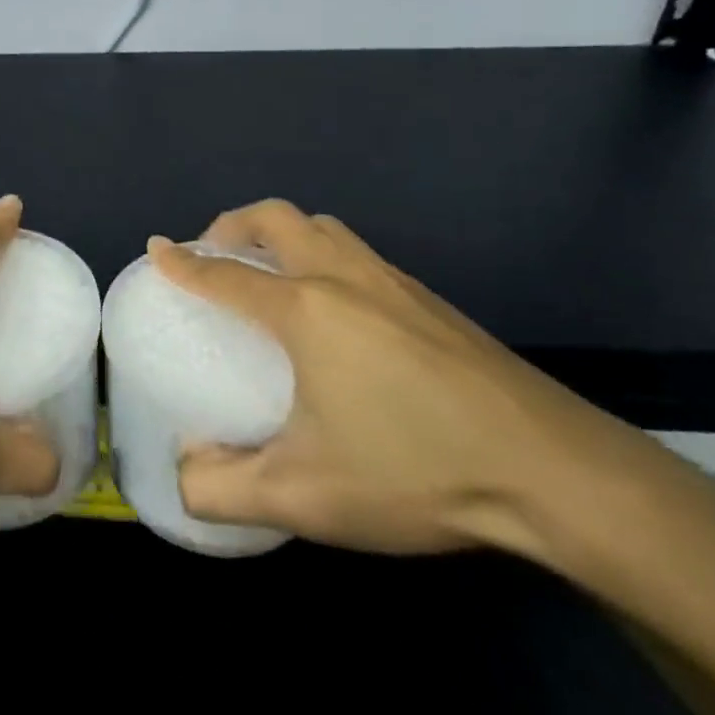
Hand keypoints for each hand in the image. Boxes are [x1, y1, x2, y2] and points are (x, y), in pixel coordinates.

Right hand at [155, 201, 634, 556]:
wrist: (557, 475)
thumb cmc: (417, 470)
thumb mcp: (305, 496)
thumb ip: (224, 489)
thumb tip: (183, 476)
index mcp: (305, 310)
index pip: (225, 274)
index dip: (183, 262)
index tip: (158, 248)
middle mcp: (344, 278)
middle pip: (276, 218)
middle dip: (232, 224)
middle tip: (215, 257)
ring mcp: (395, 283)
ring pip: (323, 227)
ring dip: (282, 234)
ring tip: (268, 274)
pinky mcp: (432, 302)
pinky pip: (357, 253)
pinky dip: (322, 255)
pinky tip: (336, 311)